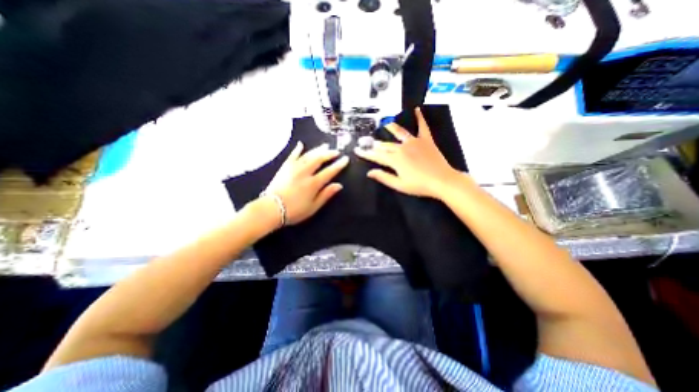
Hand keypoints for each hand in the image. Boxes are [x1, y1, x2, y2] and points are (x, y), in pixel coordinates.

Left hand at [263, 142, 349, 224]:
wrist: (271, 209)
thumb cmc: (294, 211)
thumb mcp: (313, 207)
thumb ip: (326, 195)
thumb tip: (339, 185)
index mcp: (313, 183)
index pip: (329, 171)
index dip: (338, 165)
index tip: (346, 159)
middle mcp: (305, 172)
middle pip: (319, 159)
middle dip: (329, 154)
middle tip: (336, 151)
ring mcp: (294, 168)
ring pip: (308, 155)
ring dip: (317, 149)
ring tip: (325, 146)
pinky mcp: (284, 167)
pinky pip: (292, 155)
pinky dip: (297, 149)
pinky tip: (301, 144)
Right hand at [355, 107, 459, 198]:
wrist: (442, 181)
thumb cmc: (419, 185)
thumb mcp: (399, 185)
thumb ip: (383, 177)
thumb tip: (369, 172)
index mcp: (395, 160)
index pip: (376, 156)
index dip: (366, 153)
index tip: (357, 150)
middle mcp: (402, 148)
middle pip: (386, 145)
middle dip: (375, 144)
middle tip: (368, 142)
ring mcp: (414, 142)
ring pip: (399, 133)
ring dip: (391, 128)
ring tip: (385, 124)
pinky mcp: (426, 140)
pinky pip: (422, 127)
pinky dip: (420, 118)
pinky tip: (417, 110)